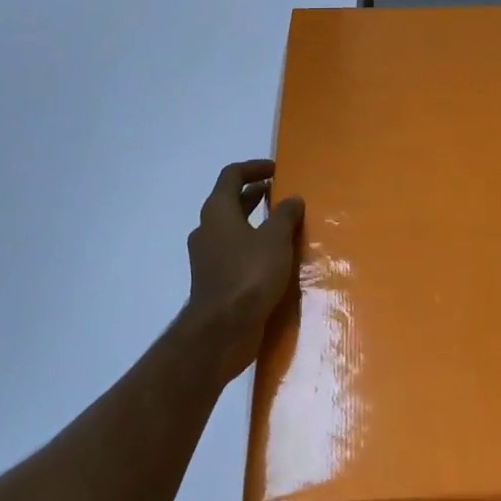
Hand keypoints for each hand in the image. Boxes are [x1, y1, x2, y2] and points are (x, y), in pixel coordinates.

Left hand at [181, 160, 303, 382]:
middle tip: (281, 195)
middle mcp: (207, 229)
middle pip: (230, 201)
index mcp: (218, 210)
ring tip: (283, 226)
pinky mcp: (213, 281)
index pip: (232, 175)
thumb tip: (292, 198)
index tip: (276, 169)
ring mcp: (207, 257)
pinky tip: (274, 259)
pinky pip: (233, 253)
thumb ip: (285, 214)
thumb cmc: (249, 275)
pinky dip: (252, 246)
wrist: (221, 332)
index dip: (254, 167)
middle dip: (256, 195)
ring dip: (255, 222)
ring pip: (232, 228)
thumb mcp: (276, 239)